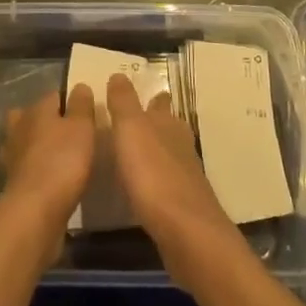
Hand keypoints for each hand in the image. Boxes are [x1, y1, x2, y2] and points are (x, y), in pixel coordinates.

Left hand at [0, 85, 96, 253]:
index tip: (87, 114)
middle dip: (50, 122)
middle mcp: (20, 127)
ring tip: (63, 158)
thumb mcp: (82, 127)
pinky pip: (28, 168)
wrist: (35, 213)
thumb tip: (79, 86)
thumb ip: (81, 105)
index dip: (71, 101)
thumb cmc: (62, 161)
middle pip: (35, 117)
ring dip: (40, 147)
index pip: (55, 95)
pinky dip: (38, 171)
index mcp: (36, 109)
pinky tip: (52, 180)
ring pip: (27, 142)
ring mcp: (13, 156)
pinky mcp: (14, 183)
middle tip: (73, 135)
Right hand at [104, 73, 237, 272]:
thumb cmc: (153, 173)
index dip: (152, 97)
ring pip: (170, 154)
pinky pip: (167, 183)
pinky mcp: (184, 205)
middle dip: (158, 123)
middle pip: (169, 127)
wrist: (185, 232)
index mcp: (167, 123)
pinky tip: (145, 188)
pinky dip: (157, 179)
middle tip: (138, 122)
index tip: (145, 93)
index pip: (160, 103)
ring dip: (157, 151)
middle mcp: (180, 145)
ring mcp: (185, 176)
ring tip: (138, 153)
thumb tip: (120, 74)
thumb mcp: (130, 129)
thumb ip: (123, 102)